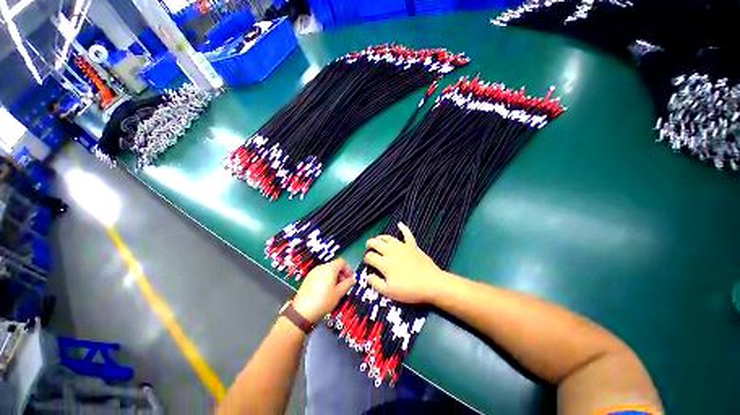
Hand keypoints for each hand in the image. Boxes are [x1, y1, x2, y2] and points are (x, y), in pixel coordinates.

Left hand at [292, 258, 355, 323]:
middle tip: (343, 285)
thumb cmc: (323, 301)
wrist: (302, 311)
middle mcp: (321, 267)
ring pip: (327, 270)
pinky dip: (325, 279)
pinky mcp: (308, 278)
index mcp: (330, 268)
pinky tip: (324, 291)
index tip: (349, 279)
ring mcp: (313, 272)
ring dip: (334, 276)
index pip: (342, 262)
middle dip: (341, 273)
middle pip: (335, 265)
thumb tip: (353, 279)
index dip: (348, 269)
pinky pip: (320, 274)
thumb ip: (348, 284)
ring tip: (334, 289)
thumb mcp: (339, 293)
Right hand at [363, 222, 446, 303]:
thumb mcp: (389, 292)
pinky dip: (403, 228)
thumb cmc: (409, 289)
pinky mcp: (412, 245)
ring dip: (381, 237)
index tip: (366, 262)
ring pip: (388, 238)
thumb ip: (376, 283)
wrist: (431, 283)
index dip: (366, 258)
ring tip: (378, 239)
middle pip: (376, 244)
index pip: (370, 257)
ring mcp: (402, 246)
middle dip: (370, 244)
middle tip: (368, 246)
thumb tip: (367, 276)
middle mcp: (391, 251)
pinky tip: (400, 224)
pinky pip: (407, 234)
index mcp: (384, 263)